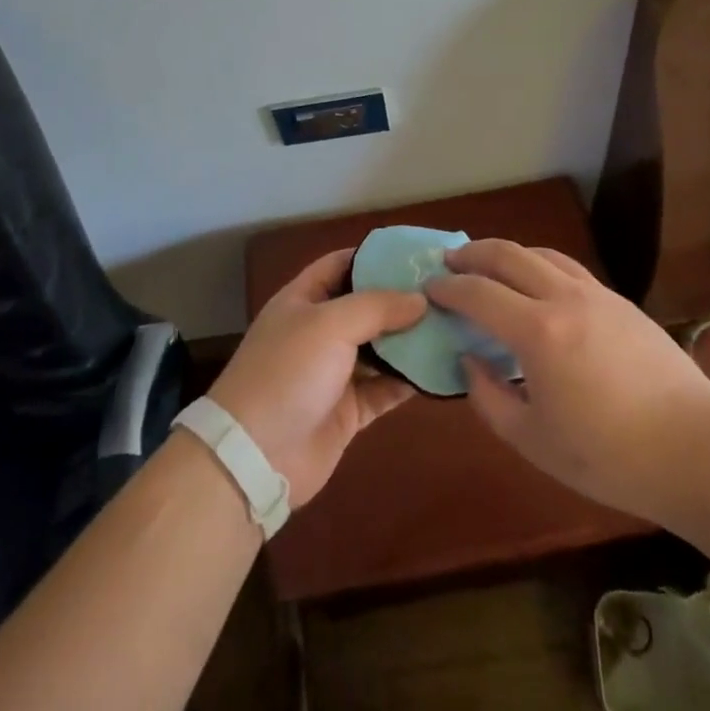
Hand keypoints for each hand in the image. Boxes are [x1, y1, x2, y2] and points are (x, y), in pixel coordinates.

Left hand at [206, 249, 427, 508]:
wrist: (257, 456)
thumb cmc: (288, 372)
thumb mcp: (330, 324)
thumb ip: (377, 306)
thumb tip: (421, 299)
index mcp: (303, 300)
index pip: (341, 264)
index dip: (374, 256)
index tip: (416, 254)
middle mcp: (319, 331)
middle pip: (366, 306)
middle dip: (401, 299)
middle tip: (446, 292)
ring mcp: (334, 372)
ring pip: (380, 348)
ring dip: (410, 340)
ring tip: (452, 325)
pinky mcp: (349, 410)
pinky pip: (385, 388)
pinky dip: (409, 380)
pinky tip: (440, 370)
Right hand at [426, 240, 709, 525]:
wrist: (697, 450)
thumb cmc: (610, 457)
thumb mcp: (535, 442)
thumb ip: (490, 399)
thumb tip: (470, 361)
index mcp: (538, 333)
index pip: (478, 293)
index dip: (448, 287)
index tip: (429, 288)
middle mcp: (564, 298)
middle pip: (508, 254)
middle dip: (472, 253)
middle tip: (450, 262)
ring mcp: (596, 294)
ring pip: (541, 254)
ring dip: (507, 253)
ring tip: (489, 267)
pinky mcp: (621, 302)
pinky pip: (568, 268)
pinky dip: (540, 265)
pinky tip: (538, 286)